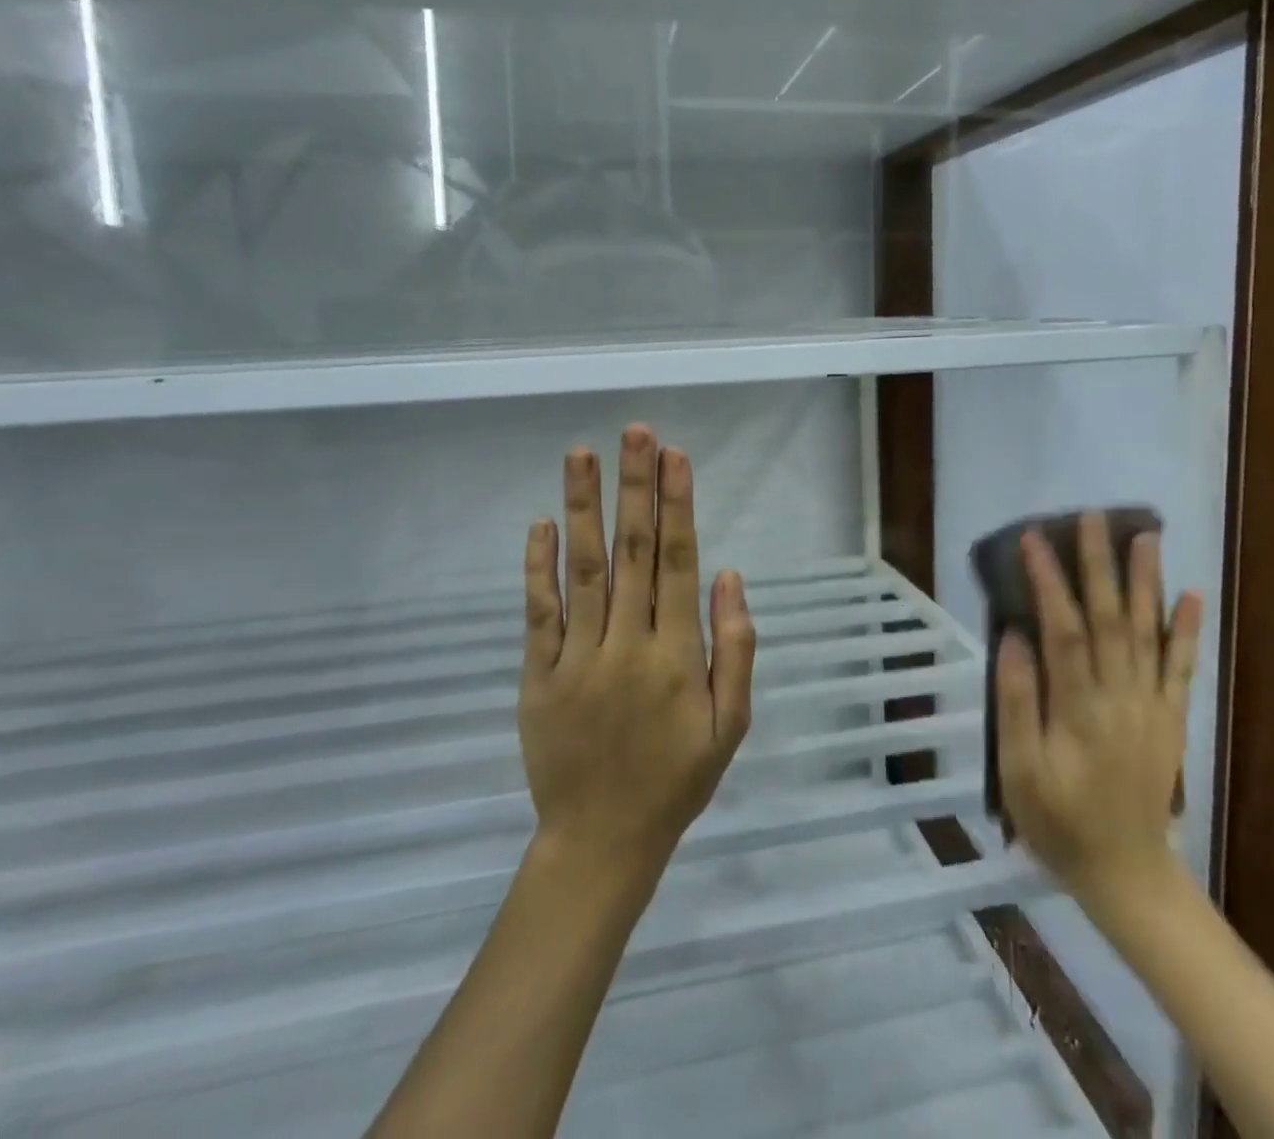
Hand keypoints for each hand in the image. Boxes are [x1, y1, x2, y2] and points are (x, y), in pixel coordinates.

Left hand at [518, 424, 756, 889]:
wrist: (601, 841)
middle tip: (636, 432)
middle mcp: (627, 644)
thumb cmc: (676, 780)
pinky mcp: (538, 674)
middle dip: (636, 487)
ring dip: (584, 508)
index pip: (679, 563)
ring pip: (583, 569)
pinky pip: (539, 613)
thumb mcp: (730, 726)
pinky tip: (541, 522)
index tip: (675, 456)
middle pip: (634, 552)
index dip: (677, 505)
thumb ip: (735, 648)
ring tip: (582, 455)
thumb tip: (730, 575)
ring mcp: (577, 657)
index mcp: (676, 655)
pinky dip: (538, 566)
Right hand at [995, 512, 1203, 912]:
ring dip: (1146, 582)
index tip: (1034, 539)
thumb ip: (1017, 703)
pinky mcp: (1169, 718)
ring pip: (1149, 633)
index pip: (1064, 630)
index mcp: (1080, 709)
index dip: (1050, 582)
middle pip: (1112, 619)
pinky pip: (1181, 668)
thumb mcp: (1019, 770)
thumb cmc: (1058, 820)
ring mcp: (1151, 706)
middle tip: (1093, 517)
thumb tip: (1013, 638)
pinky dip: (1186, 630)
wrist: (1126, 873)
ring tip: (1145, 536)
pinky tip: (1191, 596)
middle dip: (1100, 564)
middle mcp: (1121, 697)